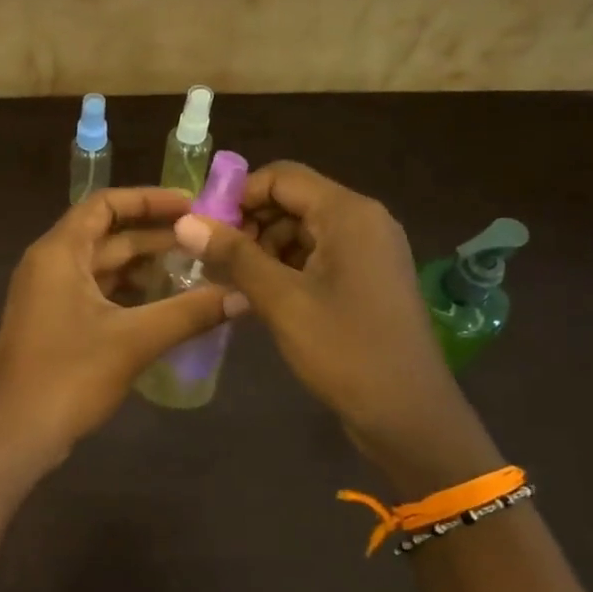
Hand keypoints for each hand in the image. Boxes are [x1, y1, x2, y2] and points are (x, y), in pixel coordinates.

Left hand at [0, 187, 242, 471]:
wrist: (15, 435)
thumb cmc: (69, 376)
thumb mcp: (134, 340)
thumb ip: (190, 313)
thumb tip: (243, 295)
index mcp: (59, 252)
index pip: (105, 204)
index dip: (149, 199)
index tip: (193, 205)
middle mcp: (49, 265)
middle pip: (106, 236)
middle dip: (156, 237)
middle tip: (206, 242)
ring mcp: (47, 297)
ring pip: (102, 269)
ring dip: (144, 269)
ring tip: (195, 273)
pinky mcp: (52, 325)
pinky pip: (95, 295)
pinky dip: (128, 295)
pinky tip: (164, 308)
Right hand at [176, 162, 499, 496]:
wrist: (407, 414)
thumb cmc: (344, 350)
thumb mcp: (281, 301)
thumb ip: (233, 256)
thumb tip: (184, 222)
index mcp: (349, 214)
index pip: (281, 177)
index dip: (237, 196)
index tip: (203, 230)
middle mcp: (364, 221)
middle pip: (292, 201)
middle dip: (249, 225)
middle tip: (214, 261)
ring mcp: (369, 251)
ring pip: (302, 230)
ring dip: (263, 250)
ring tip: (233, 284)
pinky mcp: (367, 279)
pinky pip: (318, 256)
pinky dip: (285, 268)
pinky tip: (261, 297)